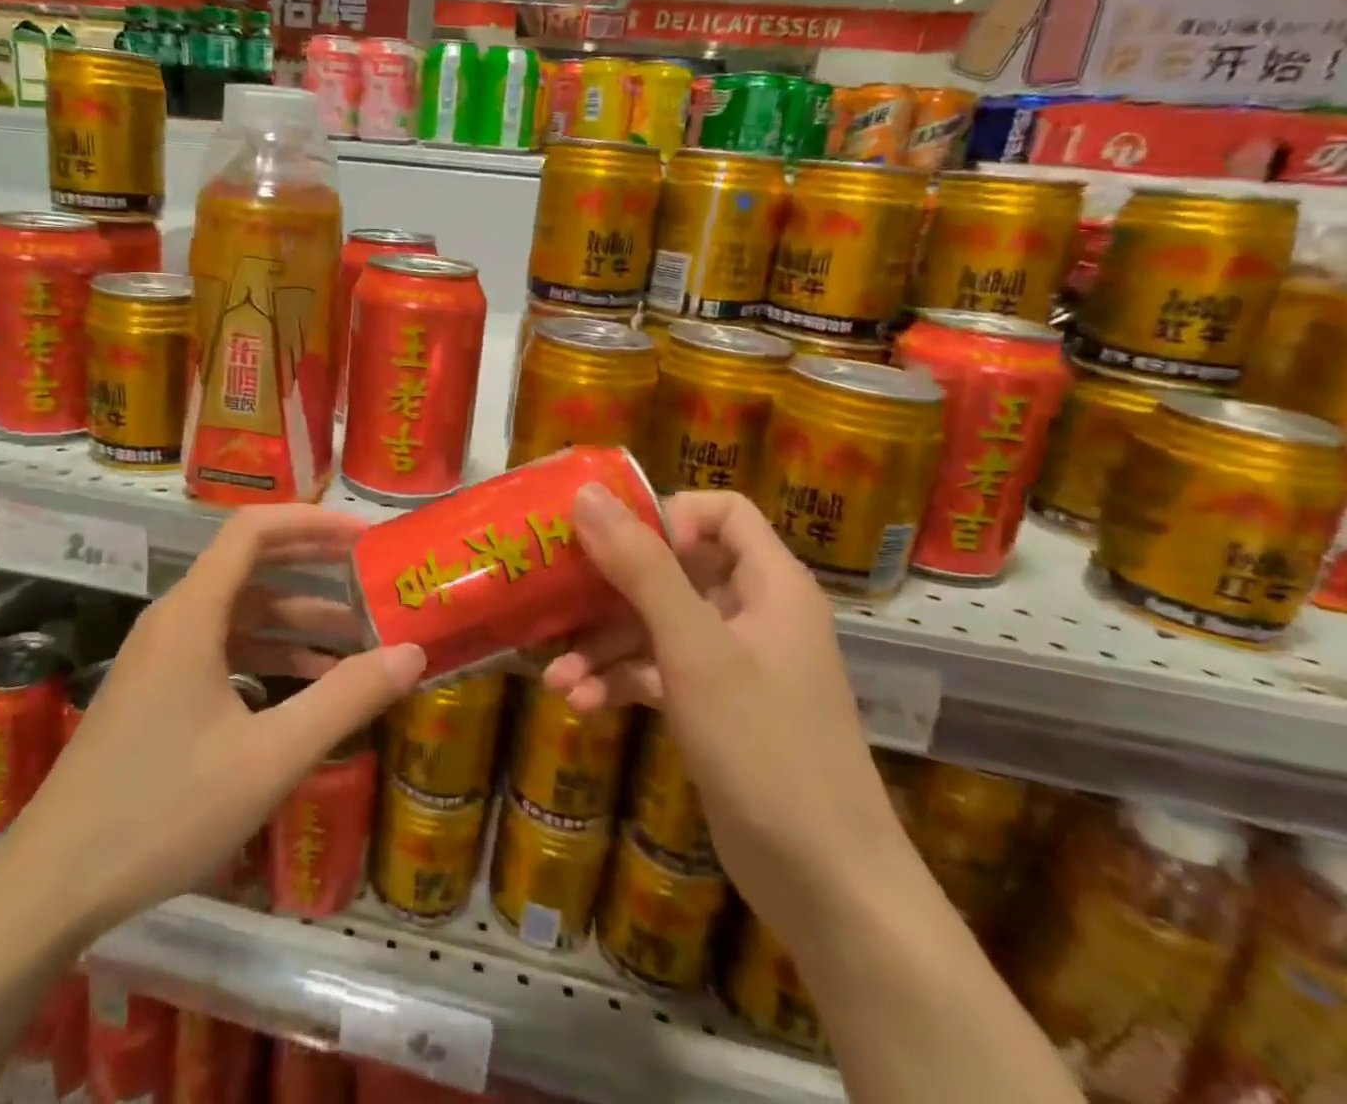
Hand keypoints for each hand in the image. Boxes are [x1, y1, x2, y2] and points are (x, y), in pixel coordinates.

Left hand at [18, 506, 426, 936]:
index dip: (312, 522)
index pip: (253, 530)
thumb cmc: (164, 810)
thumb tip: (412, 653)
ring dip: (296, 621)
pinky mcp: (158, 689)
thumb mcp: (269, 758)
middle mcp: (175, 619)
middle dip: (313, 566)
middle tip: (371, 576)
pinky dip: (268, 656)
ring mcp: (162, 655)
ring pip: (240, 614)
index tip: (364, 538)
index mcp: (193, 614)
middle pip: (250, 565)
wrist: (54, 882)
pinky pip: (223, 649)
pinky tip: (307, 687)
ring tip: (357, 640)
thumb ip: (344, 700)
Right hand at [542, 485, 906, 950]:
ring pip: (655, 625)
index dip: (668, 515)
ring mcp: (731, 662)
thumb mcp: (695, 648)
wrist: (824, 884)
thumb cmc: (765, 745)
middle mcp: (751, 612)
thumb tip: (587, 495)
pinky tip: (577, 702)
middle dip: (609, 589)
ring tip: (555, 675)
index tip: (615, 541)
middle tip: (553, 597)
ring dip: (603, 645)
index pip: (722, 511)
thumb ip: (642, 568)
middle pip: (673, 569)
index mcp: (769, 583)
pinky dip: (618, 681)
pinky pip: (656, 671)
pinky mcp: (711, 706)